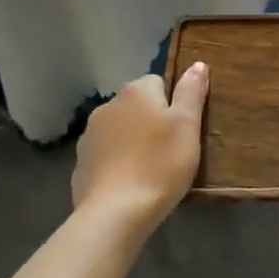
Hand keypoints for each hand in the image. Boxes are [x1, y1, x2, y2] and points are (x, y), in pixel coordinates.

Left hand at [72, 63, 208, 232]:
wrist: (115, 213)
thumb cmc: (160, 165)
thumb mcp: (188, 126)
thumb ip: (191, 92)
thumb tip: (197, 64)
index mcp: (137, 91)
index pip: (159, 83)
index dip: (174, 105)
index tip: (183, 129)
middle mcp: (109, 105)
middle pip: (138, 105)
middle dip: (152, 121)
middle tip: (170, 150)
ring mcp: (90, 135)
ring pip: (120, 129)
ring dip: (133, 140)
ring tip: (150, 169)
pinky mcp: (81, 162)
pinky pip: (106, 154)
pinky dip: (117, 162)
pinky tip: (129, 183)